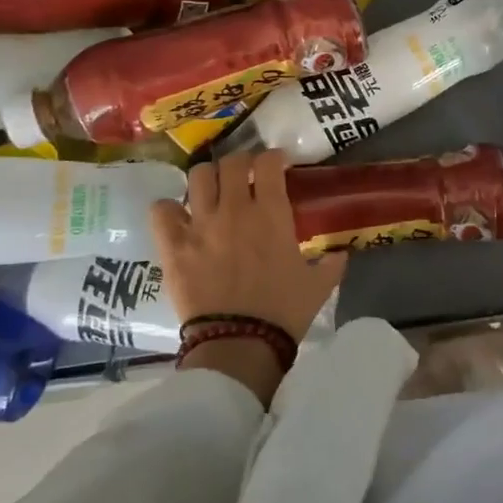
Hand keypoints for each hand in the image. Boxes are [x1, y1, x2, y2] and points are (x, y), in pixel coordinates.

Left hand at [150, 149, 346, 344]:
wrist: (239, 344)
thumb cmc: (282, 312)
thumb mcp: (317, 286)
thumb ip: (331, 264)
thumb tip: (341, 254)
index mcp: (271, 213)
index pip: (268, 163)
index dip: (273, 158)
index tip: (276, 165)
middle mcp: (234, 209)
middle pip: (231, 162)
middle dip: (240, 163)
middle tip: (244, 176)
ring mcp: (200, 225)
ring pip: (197, 177)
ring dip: (206, 179)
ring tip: (211, 191)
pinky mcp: (173, 246)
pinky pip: (161, 210)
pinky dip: (168, 209)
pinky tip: (177, 218)